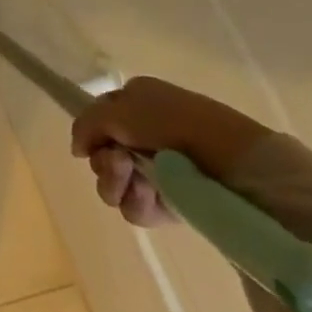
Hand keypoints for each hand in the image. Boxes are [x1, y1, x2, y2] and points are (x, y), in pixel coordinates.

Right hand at [70, 76, 270, 226]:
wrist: (233, 162)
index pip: (97, 121)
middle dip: (104, 163)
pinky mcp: (172, 202)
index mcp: (137, 104)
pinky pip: (136, 207)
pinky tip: (150, 197)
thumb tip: (77, 149)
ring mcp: (159, 171)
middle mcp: (145, 136)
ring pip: (114, 184)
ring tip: (138, 183)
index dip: (92, 134)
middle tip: (119, 163)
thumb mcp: (119, 110)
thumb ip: (86, 124)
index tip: (95, 143)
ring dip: (117, 184)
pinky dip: (137, 203)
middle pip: (101, 156)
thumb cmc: (174, 124)